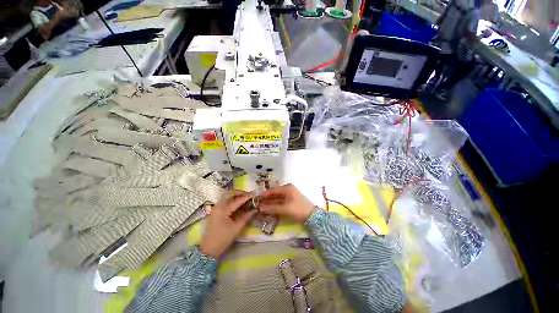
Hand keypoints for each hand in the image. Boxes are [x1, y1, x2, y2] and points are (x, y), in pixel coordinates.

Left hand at [199, 191, 256, 258]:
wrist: (208, 250)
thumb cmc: (222, 240)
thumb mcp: (236, 228)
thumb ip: (246, 217)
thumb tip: (255, 209)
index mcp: (223, 210)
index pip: (237, 200)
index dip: (246, 197)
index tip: (254, 195)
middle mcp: (218, 206)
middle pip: (230, 194)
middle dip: (240, 193)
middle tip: (249, 195)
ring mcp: (216, 208)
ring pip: (227, 197)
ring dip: (237, 196)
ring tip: (246, 199)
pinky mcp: (216, 211)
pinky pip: (225, 201)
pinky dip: (233, 201)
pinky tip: (239, 204)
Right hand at [258, 184, 314, 223]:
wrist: (312, 217)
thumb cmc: (299, 209)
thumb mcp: (285, 208)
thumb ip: (272, 208)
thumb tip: (260, 208)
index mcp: (287, 188)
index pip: (273, 190)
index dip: (264, 194)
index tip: (255, 199)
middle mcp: (287, 190)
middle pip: (274, 195)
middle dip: (266, 200)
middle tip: (256, 205)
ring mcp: (288, 197)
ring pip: (276, 200)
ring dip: (269, 204)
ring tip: (260, 208)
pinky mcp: (289, 203)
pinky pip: (279, 203)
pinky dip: (274, 207)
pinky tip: (267, 210)